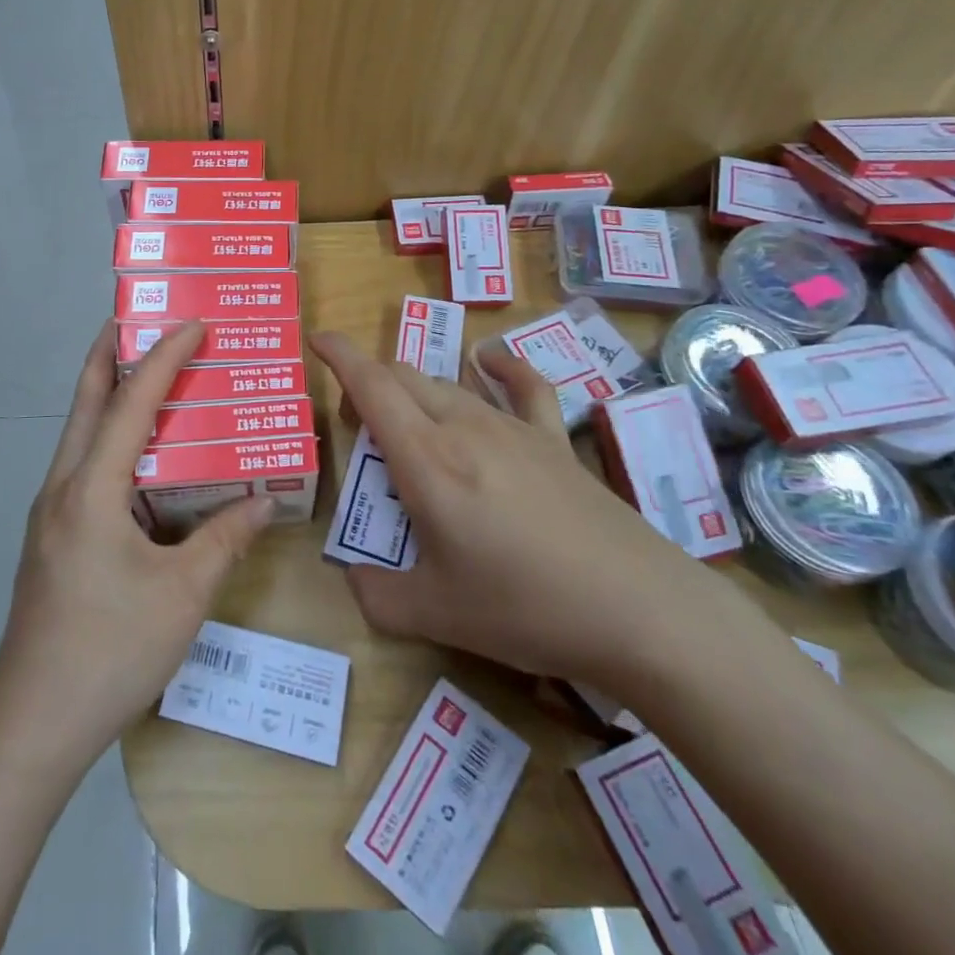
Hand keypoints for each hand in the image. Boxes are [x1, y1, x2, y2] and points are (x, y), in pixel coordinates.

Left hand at [0, 320, 273, 768]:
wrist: (32, 724)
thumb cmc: (111, 650)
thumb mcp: (183, 595)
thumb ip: (226, 540)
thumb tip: (266, 501)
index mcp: (91, 488)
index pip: (131, 402)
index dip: (164, 358)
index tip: (193, 323)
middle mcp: (63, 487)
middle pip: (86, 401)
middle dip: (112, 354)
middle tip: (145, 322)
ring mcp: (51, 513)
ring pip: (81, 434)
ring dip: (111, 398)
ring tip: (153, 381)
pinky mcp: (53, 538)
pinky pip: (84, 468)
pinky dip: (112, 443)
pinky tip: (144, 465)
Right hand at [314, 331, 732, 691]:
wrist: (638, 611)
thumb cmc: (525, 608)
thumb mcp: (436, 615)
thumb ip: (377, 595)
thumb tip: (351, 580)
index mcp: (427, 460)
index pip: (372, 386)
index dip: (339, 356)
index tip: (316, 339)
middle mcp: (464, 427)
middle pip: (404, 377)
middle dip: (369, 385)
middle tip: (357, 425)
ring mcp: (513, 428)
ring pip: (447, 383)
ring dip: (414, 389)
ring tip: (407, 420)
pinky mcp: (553, 440)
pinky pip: (523, 387)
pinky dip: (499, 367)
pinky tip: (489, 362)